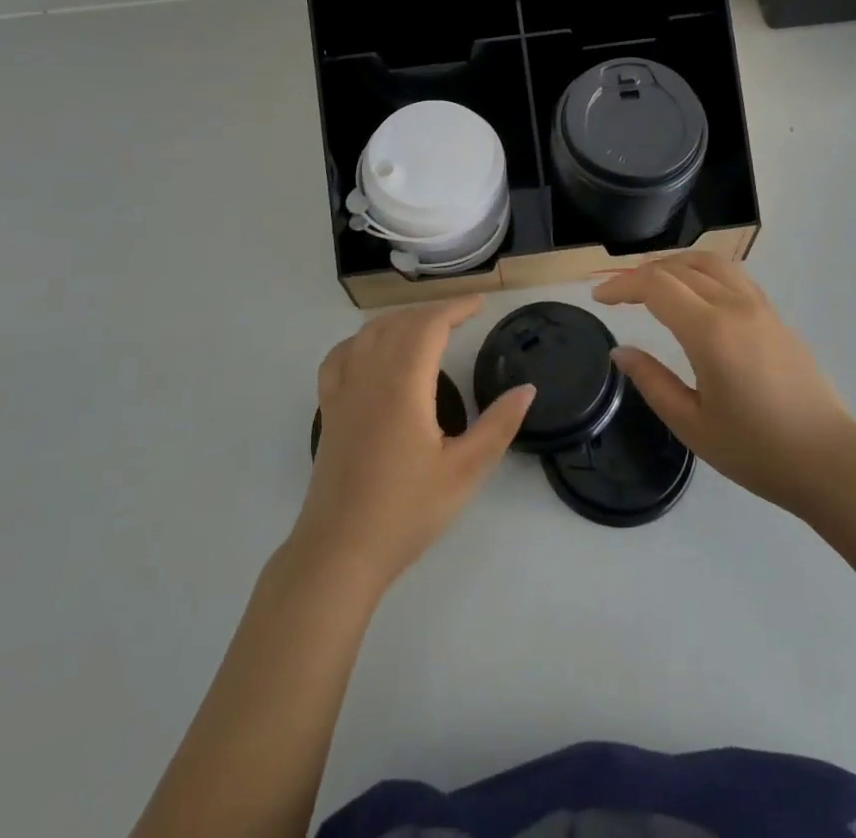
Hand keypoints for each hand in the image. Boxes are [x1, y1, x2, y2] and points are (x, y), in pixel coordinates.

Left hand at [293, 297, 534, 595]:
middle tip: (462, 315)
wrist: (340, 551)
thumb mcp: (464, 471)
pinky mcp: (328, 409)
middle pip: (400, 323)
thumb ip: (498, 426)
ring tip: (426, 325)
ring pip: (369, 333)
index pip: (429, 325)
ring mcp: (343, 391)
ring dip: (400, 319)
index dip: (455, 307)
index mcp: (404, 384)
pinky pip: (340, 356)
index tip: (480, 304)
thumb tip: (527, 389)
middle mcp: (370, 375)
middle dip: (432, 311)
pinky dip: (361, 340)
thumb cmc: (406, 510)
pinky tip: (370, 349)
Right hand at [595, 252, 855, 521]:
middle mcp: (735, 307)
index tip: (599, 299)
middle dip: (641, 274)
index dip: (622, 286)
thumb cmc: (757, 451)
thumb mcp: (692, 425)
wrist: (829, 461)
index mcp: (711, 332)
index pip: (656, 286)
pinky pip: (733, 275)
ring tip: (652, 283)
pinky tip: (694, 293)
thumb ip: (652, 382)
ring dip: (674, 264)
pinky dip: (703, 271)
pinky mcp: (775, 316)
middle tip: (618, 294)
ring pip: (710, 262)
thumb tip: (621, 351)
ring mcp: (760, 308)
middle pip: (679, 267)